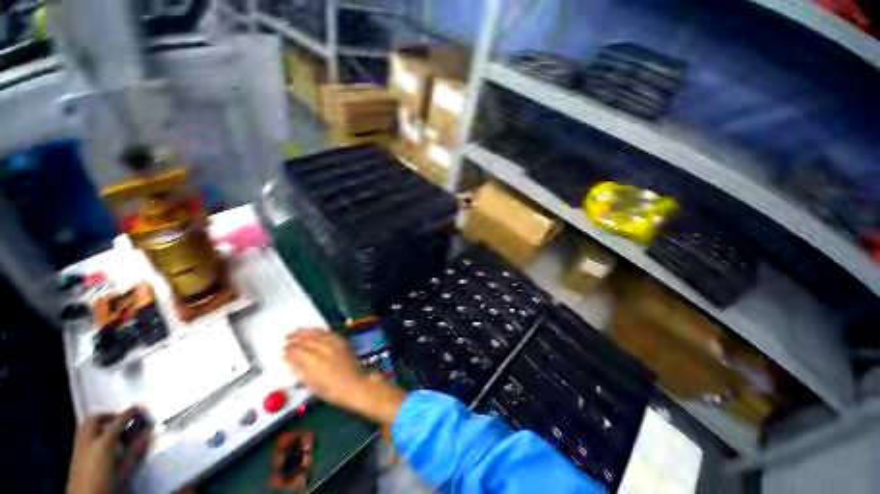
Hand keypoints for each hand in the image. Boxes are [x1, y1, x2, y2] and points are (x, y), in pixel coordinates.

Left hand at [67, 407, 150, 493]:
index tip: (139, 409)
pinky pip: (82, 434)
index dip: (130, 413)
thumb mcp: (124, 470)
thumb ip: (135, 451)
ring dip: (100, 422)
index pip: (118, 421)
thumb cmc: (108, 485)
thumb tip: (146, 434)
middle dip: (109, 415)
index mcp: (103, 444)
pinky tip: (100, 441)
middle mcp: (88, 441)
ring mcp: (78, 446)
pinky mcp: (74, 453)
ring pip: (85, 425)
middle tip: (121, 418)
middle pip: (95, 418)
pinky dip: (93, 431)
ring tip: (111, 427)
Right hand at [284, 329, 405, 424]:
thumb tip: (290, 361)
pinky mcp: (342, 342)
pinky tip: (315, 330)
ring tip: (296, 331)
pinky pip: (329, 332)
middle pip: (307, 340)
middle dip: (295, 338)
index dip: (288, 351)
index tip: (281, 351)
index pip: (297, 351)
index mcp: (314, 362)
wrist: (355, 384)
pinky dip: (320, 330)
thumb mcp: (311, 384)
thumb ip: (300, 370)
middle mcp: (324, 349)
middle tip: (285, 338)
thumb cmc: (332, 390)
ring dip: (306, 331)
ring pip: (317, 333)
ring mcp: (334, 344)